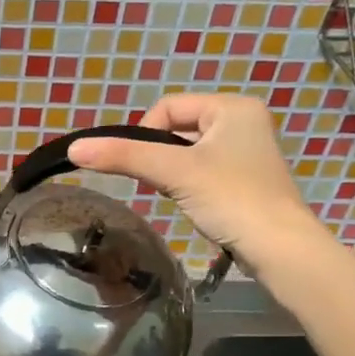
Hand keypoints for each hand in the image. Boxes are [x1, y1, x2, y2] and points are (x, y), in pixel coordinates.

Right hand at [65, 93, 328, 273]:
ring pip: (187, 152)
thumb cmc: (231, 199)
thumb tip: (74, 148)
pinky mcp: (246, 179)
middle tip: (163, 183)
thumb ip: (124, 156)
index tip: (146, 167)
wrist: (280, 249)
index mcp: (233, 106)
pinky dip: (190, 185)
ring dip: (173, 172)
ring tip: (181, 195)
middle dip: (161, 156)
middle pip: (177, 129)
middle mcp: (244, 121)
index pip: (168, 107)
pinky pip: (203, 170)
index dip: (146, 134)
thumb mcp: (173, 172)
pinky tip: (196, 204)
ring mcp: (247, 151)